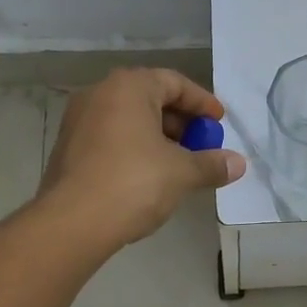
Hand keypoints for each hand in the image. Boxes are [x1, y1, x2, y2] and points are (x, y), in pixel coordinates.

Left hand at [38, 68, 245, 248]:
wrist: (71, 224)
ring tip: (181, 165)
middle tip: (203, 146)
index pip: (174, 82)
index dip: (202, 103)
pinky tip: (151, 177)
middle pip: (150, 99)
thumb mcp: (181, 172)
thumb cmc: (132, 183)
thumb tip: (238, 164)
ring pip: (130, 121)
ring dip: (159, 138)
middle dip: (182, 123)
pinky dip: (135, 150)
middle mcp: (99, 94)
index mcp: (128, 87)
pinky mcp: (68, 149)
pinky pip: (111, 138)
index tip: (220, 124)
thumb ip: (211, 164)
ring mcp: (78, 121)